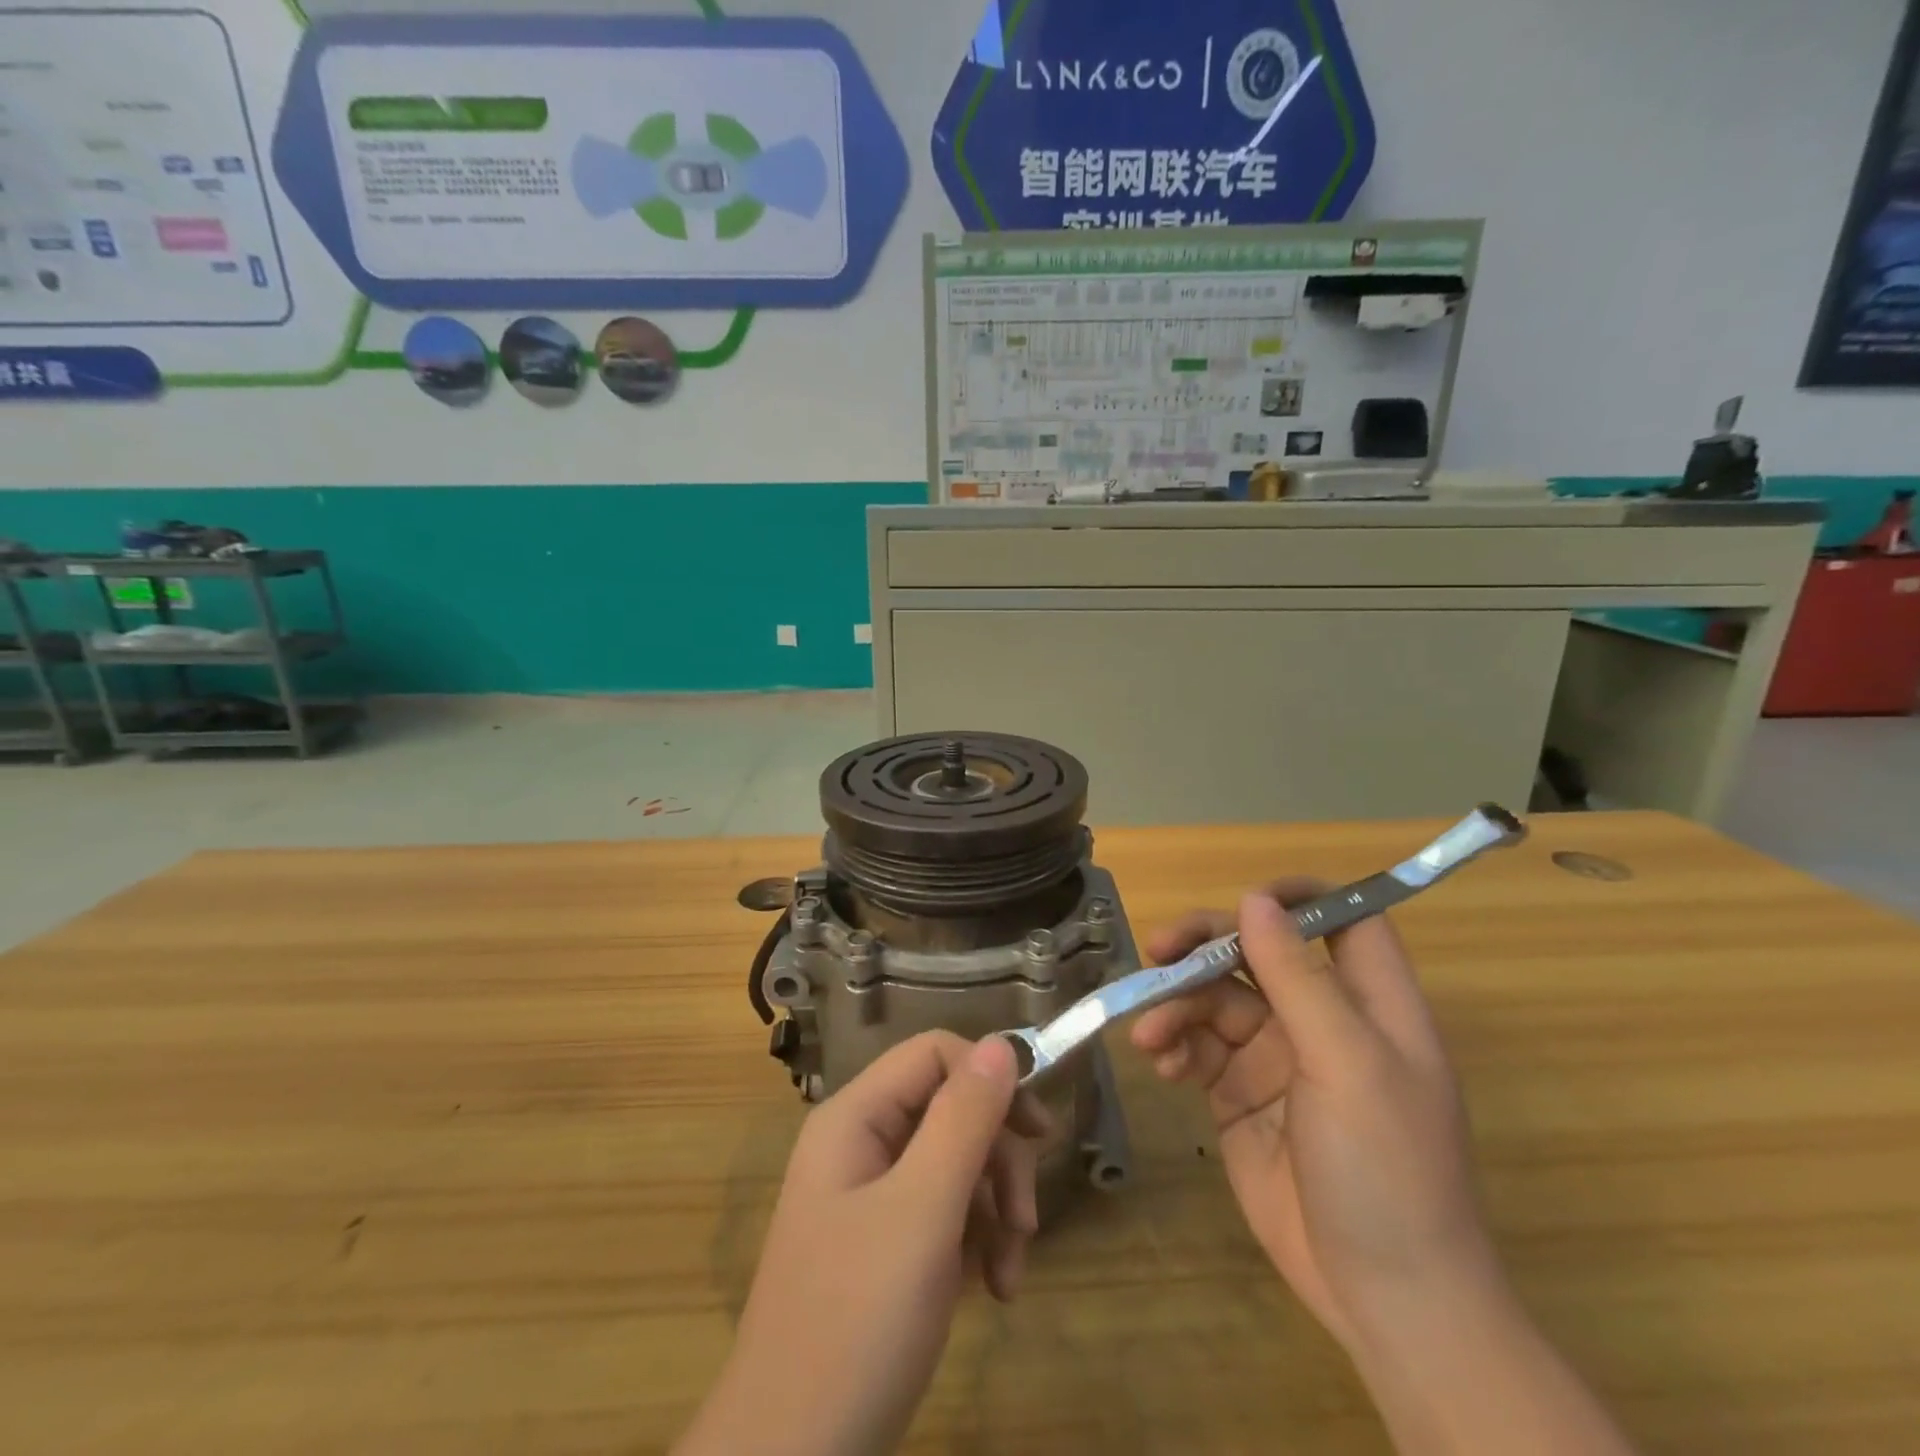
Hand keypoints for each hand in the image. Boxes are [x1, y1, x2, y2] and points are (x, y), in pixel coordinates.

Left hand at [675, 1032, 1048, 1455]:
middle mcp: (861, 1144)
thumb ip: (963, 1120)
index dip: (989, 1078)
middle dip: (999, 1158)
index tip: (1038, 1131)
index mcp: (855, 1117)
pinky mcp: (885, 1246)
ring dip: (996, 1208)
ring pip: (956, 1163)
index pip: (934, 1054)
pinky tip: (995, 1288)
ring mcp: (871, 1197)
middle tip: (1026, 1219)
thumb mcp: (922, 1212)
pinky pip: (945, 1212)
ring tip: (1011, 1272)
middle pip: (950, 1109)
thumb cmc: (856, 1322)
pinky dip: (979, 1242)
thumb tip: (1001, 1043)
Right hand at [1132, 884, 1501, 1353]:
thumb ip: (1297, 978)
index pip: (1343, 919)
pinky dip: (1175, 1047)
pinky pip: (1198, 1048)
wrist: (1384, 1300)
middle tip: (1157, 951)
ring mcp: (1276, 1058)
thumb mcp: (1345, 1063)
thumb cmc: (1386, 1169)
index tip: (1243, 899)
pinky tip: (1162, 1064)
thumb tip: (1254, 900)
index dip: (1299, 898)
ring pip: (1216, 999)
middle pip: (1257, 952)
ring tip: (1152, 1036)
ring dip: (1178, 1006)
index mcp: (1369, 1002)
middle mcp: (1321, 1019)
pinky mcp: (1238, 1095)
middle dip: (1205, 947)